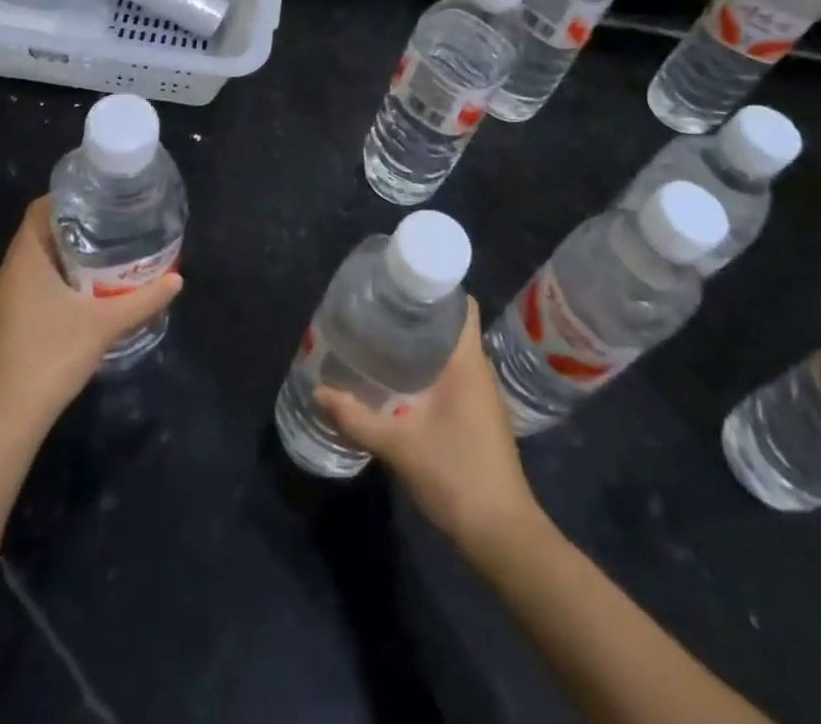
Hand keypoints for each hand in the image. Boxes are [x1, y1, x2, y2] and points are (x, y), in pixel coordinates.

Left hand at [0, 196, 182, 438]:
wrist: (4, 422)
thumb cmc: (52, 357)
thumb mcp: (105, 325)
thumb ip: (142, 300)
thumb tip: (178, 280)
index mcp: (23, 262)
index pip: (38, 211)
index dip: (65, 200)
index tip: (96, 203)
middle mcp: (1, 277)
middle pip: (35, 241)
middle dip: (68, 236)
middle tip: (105, 237)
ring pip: (25, 271)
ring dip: (54, 267)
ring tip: (91, 272)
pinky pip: (17, 297)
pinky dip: (41, 293)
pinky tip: (65, 312)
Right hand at [315, 298, 539, 554]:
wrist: (502, 536)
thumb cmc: (457, 477)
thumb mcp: (399, 446)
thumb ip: (357, 419)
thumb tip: (318, 392)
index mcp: (468, 363)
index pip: (461, 306)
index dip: (436, 288)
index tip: (399, 284)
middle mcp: (478, 372)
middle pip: (450, 327)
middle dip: (417, 316)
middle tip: (377, 309)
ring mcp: (480, 396)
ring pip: (450, 354)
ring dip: (421, 345)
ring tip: (380, 337)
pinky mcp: (476, 418)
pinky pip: (451, 377)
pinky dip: (427, 370)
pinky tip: (398, 380)